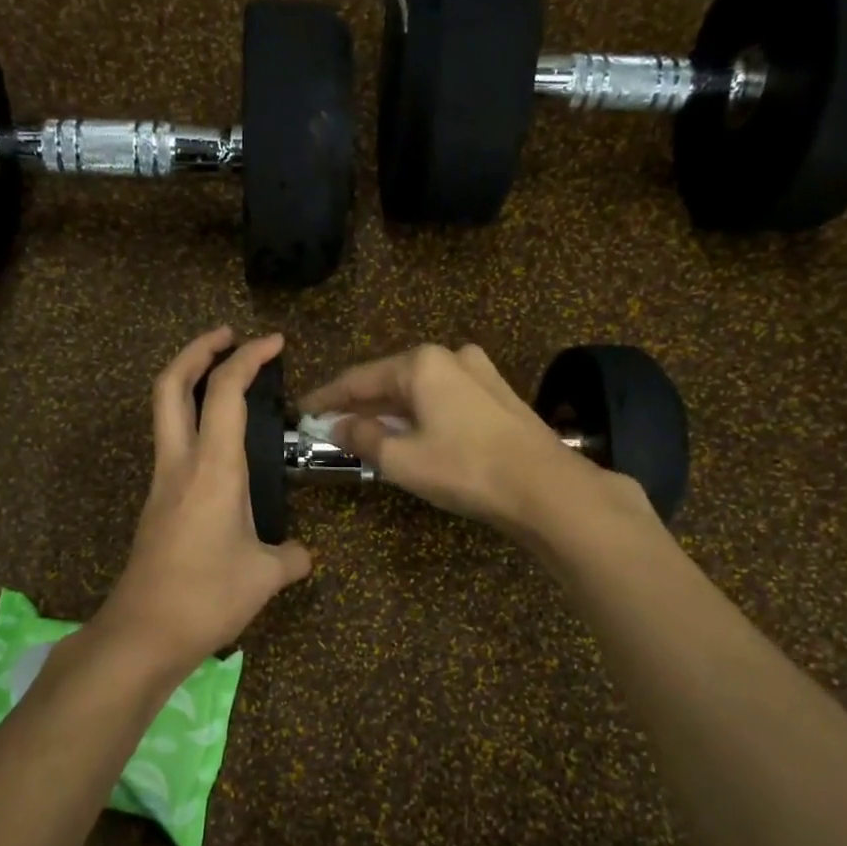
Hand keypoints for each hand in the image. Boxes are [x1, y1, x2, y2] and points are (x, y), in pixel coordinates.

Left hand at [99, 328, 312, 673]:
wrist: (143, 632)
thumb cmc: (207, 597)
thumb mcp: (265, 577)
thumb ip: (291, 558)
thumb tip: (304, 555)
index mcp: (214, 469)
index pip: (226, 393)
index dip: (249, 357)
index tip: (274, 342)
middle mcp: (181, 463)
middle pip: (171, 384)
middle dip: (197, 349)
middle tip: (228, 336)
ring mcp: (162, 482)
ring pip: (165, 411)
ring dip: (189, 382)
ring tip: (225, 379)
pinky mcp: (156, 503)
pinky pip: (172, 443)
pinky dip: (192, 421)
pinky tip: (220, 445)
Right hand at [299, 343, 617, 534]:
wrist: (545, 487)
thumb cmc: (465, 469)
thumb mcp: (401, 459)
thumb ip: (362, 438)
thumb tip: (337, 426)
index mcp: (421, 363)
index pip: (359, 378)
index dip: (327, 397)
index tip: (302, 411)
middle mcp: (450, 358)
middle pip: (390, 380)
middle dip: (360, 404)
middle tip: (330, 426)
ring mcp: (479, 373)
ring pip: (419, 390)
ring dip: (390, 411)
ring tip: (367, 433)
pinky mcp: (498, 396)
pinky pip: (444, 400)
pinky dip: (420, 415)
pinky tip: (411, 434)